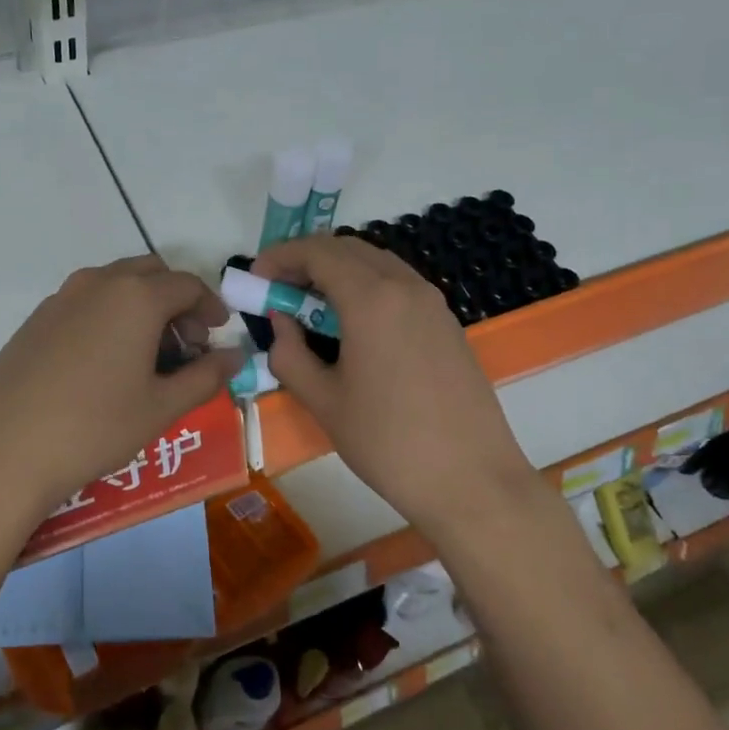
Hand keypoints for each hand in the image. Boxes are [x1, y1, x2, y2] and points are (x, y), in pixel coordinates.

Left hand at [0, 255, 244, 528]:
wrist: (1, 449)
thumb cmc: (95, 426)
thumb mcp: (161, 407)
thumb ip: (205, 376)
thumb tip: (236, 356)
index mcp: (135, 295)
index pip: (187, 284)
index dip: (210, 306)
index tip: (217, 333)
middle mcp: (98, 283)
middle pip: (150, 273)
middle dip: (175, 301)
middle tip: (184, 345)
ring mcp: (60, 298)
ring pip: (114, 285)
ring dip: (141, 308)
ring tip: (146, 358)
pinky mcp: (34, 320)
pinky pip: (85, 303)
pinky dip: (108, 317)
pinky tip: (104, 365)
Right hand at [252, 235, 533, 523]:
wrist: (472, 481)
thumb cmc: (388, 442)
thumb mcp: (323, 401)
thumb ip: (289, 354)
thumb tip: (281, 322)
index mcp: (372, 299)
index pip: (318, 252)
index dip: (280, 257)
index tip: (256, 278)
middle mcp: (406, 287)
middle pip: (348, 249)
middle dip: (307, 260)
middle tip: (279, 291)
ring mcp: (433, 304)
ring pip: (376, 264)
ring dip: (338, 272)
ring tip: (310, 308)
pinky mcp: (447, 324)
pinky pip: (399, 286)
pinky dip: (366, 288)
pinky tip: (352, 326)